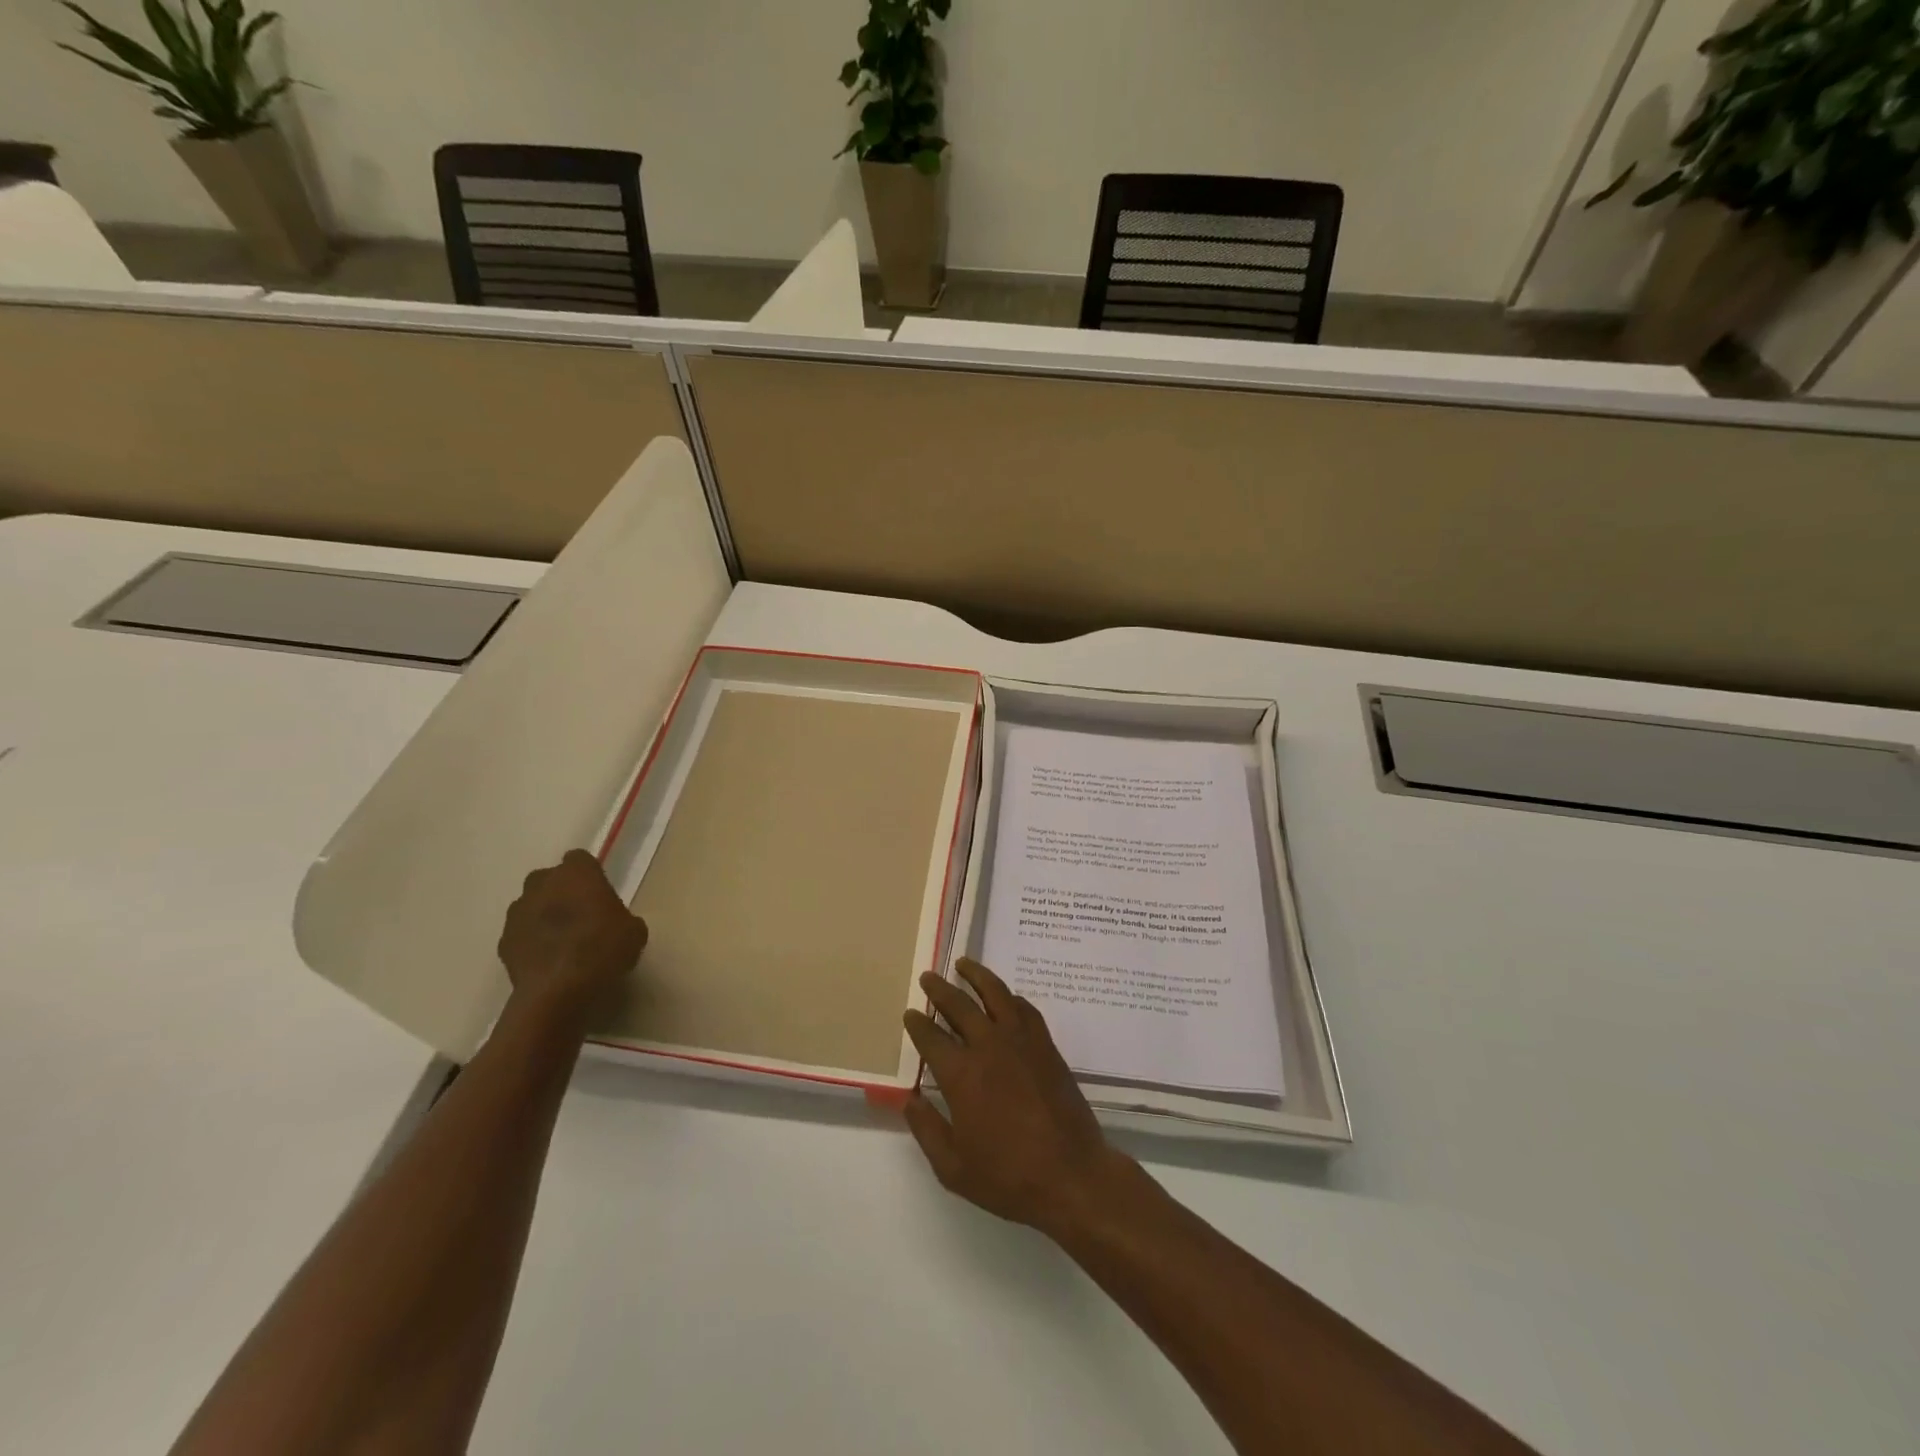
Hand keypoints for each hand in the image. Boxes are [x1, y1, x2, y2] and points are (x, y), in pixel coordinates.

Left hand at [497, 850, 647, 1019]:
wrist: (557, 992)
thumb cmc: (602, 950)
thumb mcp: (633, 931)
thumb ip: (621, 917)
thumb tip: (614, 923)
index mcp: (576, 873)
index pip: (580, 859)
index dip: (590, 875)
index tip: (600, 894)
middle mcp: (542, 884)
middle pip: (550, 879)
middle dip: (562, 891)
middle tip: (582, 915)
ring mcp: (517, 912)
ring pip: (531, 905)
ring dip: (543, 916)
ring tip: (562, 941)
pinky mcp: (503, 941)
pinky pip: (521, 933)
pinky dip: (531, 941)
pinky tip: (547, 960)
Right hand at [902, 958, 1128, 1237]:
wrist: (1071, 1175)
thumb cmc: (1009, 1177)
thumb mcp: (954, 1168)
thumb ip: (927, 1130)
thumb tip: (910, 1100)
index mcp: (962, 1075)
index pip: (932, 1038)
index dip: (918, 1024)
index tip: (910, 1014)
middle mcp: (989, 1047)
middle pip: (960, 1006)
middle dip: (940, 990)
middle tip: (929, 977)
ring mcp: (1022, 1042)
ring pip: (996, 994)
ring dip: (977, 975)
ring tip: (964, 964)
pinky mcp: (1046, 1045)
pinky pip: (1025, 1009)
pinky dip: (1010, 997)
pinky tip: (1005, 996)